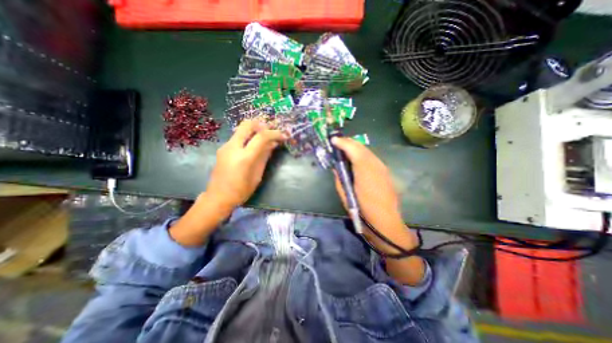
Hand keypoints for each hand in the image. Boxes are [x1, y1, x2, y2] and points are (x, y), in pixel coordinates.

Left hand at [169, 120, 286, 246]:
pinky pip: (238, 136)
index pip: (261, 137)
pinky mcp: (223, 148)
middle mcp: (233, 147)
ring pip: (241, 129)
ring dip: (255, 129)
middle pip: (247, 124)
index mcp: (244, 157)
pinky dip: (249, 136)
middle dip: (262, 124)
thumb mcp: (257, 175)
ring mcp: (225, 146)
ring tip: (266, 136)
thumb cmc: (241, 190)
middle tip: (272, 129)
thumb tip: (273, 144)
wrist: (218, 197)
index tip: (284, 135)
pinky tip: (255, 144)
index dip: (274, 133)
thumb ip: (264, 157)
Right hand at [333, 139, 417, 252]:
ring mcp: (383, 169)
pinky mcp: (386, 172)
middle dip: (349, 142)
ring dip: (356, 148)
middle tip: (338, 142)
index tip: (333, 140)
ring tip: (345, 148)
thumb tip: (337, 169)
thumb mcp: (345, 196)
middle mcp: (376, 166)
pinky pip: (372, 158)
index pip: (354, 150)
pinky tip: (357, 159)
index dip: (343, 143)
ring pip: (368, 151)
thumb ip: (340, 179)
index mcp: (364, 173)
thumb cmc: (363, 212)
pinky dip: (362, 154)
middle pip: (362, 147)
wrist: (386, 223)